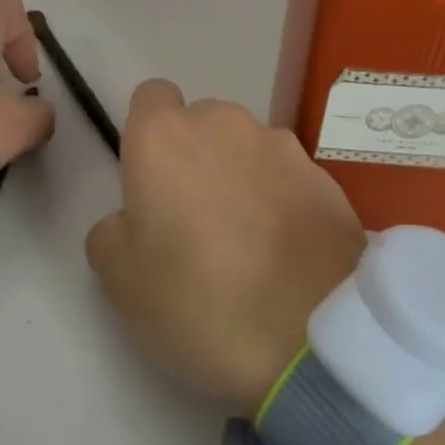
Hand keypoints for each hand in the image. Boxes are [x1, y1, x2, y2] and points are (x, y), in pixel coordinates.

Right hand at [84, 78, 444, 444]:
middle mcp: (228, 125)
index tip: (151, 183)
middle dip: (193, 160)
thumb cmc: (205, 310)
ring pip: (247, 148)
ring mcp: (285, 150)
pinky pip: (288, 175)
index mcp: (170, 140)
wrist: (324, 346)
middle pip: (200, 123)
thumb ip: (114, 237)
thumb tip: (131, 223)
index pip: (148, 98)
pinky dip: (282, 200)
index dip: (145, 136)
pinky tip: (289, 257)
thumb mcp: (126, 286)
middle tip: (196, 227)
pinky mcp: (330, 180)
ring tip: (249, 249)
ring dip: (240, 180)